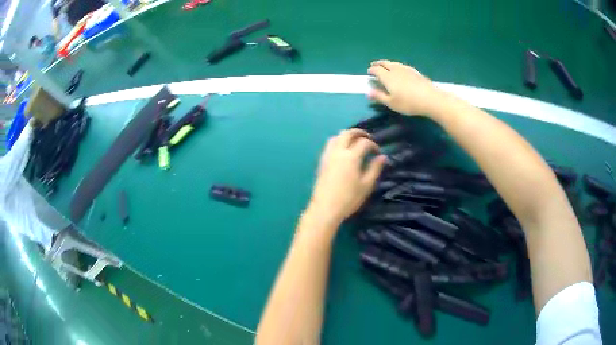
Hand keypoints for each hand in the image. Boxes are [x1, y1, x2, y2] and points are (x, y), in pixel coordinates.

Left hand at [307, 129, 386, 227]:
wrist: (325, 209)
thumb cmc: (349, 199)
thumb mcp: (366, 185)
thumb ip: (375, 168)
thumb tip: (383, 157)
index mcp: (351, 156)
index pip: (364, 143)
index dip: (373, 145)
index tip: (378, 152)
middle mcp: (338, 152)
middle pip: (347, 133)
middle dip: (359, 133)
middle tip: (368, 137)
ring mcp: (327, 156)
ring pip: (336, 137)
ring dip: (346, 135)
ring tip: (354, 142)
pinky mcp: (321, 162)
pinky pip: (329, 145)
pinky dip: (338, 142)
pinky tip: (342, 151)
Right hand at [367, 60, 445, 115]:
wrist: (430, 99)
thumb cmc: (409, 103)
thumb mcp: (391, 103)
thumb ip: (379, 96)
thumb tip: (368, 92)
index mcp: (387, 77)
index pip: (376, 70)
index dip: (371, 70)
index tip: (369, 73)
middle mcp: (395, 70)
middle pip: (385, 63)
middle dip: (378, 63)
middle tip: (374, 65)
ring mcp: (406, 69)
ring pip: (394, 63)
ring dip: (387, 63)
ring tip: (386, 66)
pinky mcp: (415, 72)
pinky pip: (402, 66)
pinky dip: (397, 66)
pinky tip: (400, 69)